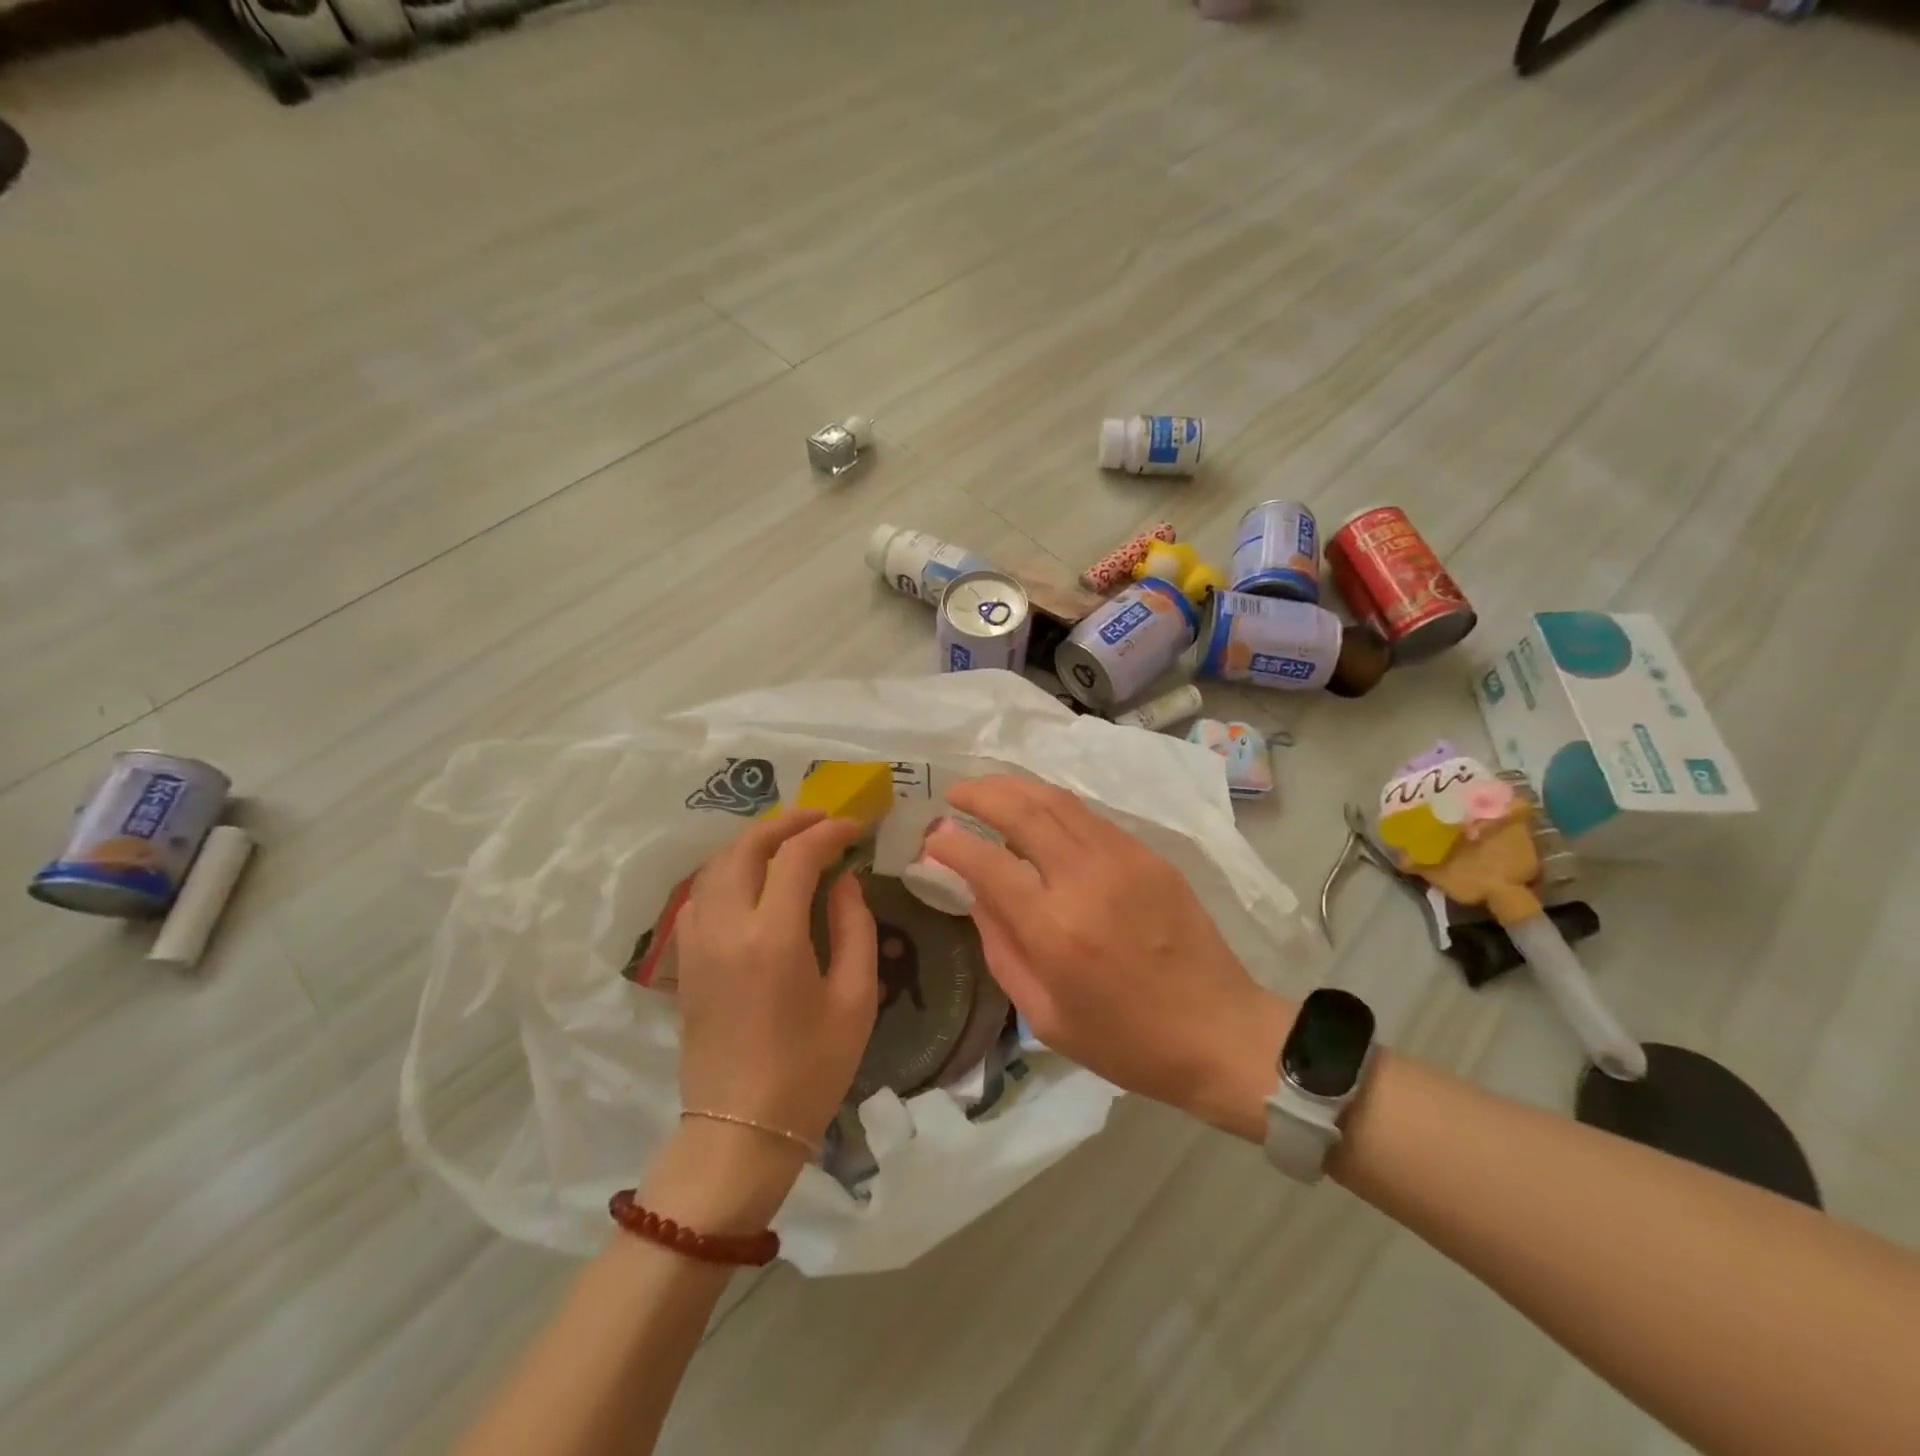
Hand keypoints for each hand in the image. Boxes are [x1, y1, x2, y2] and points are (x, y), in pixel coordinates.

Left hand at [675, 810, 878, 1155]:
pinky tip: (751, 883)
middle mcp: (726, 928)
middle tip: (820, 819)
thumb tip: (845, 881)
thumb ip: (854, 927)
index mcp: (773, 937)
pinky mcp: (685, 962)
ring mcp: (697, 944)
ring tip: (787, 842)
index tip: (855, 827)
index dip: (828, 832)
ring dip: (752, 843)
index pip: (797, 857)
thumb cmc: (810, 1070)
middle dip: (785, 823)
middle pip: (745, 847)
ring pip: (715, 866)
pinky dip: (726, 873)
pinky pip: (699, 896)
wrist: (741, 1131)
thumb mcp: (854, 999)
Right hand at [926, 776, 1292, 1139]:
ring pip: (1058, 801)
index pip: (988, 863)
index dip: (952, 843)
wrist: (1218, 1032)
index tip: (932, 835)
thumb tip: (975, 891)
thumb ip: (1001, 947)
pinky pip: (1090, 817)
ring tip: (989, 788)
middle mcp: (1086, 880)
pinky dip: (1054, 805)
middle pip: (1023, 812)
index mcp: (1055, 929)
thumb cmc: (1125, 1041)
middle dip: (981, 793)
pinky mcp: (1149, 855)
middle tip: (955, 792)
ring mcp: (1123, 860)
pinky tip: (1039, 811)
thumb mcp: (1044, 1015)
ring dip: (1016, 787)